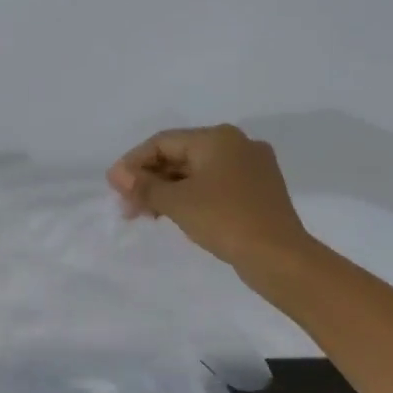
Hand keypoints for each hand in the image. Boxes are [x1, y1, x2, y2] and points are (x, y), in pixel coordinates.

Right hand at [107, 125, 311, 280]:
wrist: (278, 255)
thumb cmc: (224, 220)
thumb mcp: (178, 202)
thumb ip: (145, 186)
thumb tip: (117, 174)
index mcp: (218, 137)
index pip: (164, 141)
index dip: (134, 162)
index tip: (115, 188)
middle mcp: (238, 145)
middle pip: (182, 156)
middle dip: (151, 180)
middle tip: (128, 207)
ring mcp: (253, 168)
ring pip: (199, 173)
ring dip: (169, 191)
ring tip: (147, 215)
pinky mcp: (259, 192)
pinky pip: (216, 187)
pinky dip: (192, 198)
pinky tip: (177, 216)